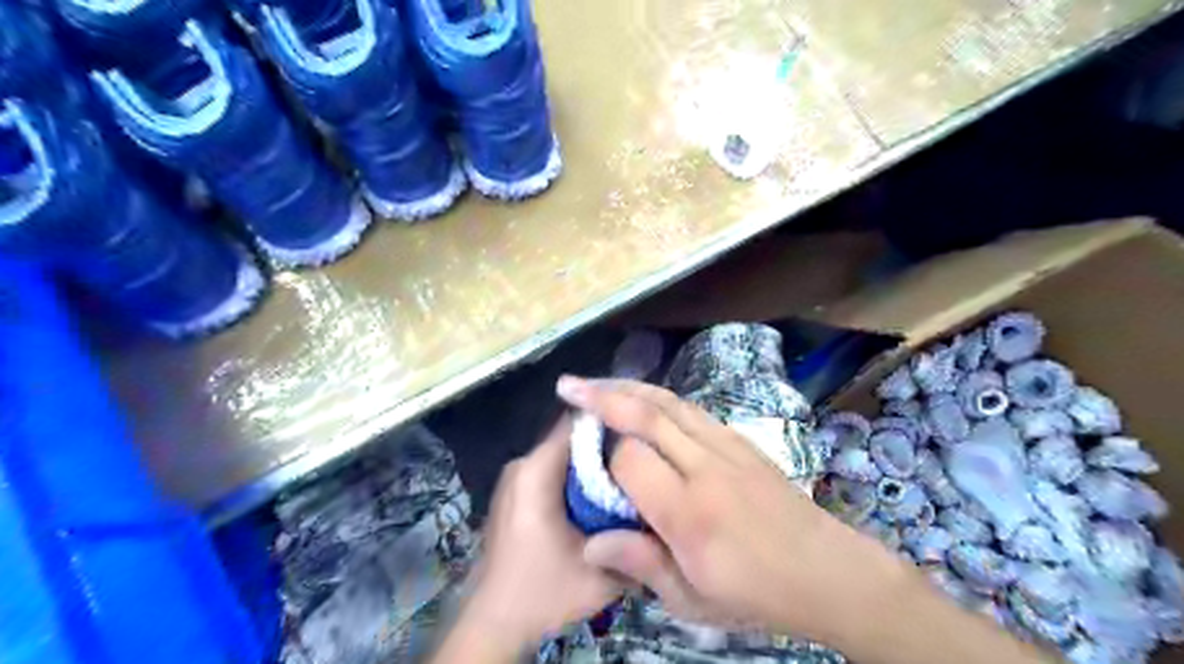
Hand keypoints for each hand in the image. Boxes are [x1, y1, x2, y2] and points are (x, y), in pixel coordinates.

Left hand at [454, 417, 627, 650]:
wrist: (493, 624)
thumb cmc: (544, 593)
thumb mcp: (601, 574)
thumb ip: (634, 539)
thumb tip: (663, 509)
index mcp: (536, 472)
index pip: (577, 424)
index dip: (612, 423)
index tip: (642, 434)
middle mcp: (521, 465)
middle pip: (571, 439)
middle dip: (606, 447)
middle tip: (641, 461)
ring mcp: (514, 478)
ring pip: (562, 456)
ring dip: (592, 465)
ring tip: (626, 478)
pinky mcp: (513, 494)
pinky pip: (551, 471)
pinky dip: (576, 478)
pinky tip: (598, 499)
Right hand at [560, 377, 907, 644]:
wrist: (826, 571)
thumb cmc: (755, 594)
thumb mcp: (693, 601)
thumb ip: (640, 565)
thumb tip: (590, 542)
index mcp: (689, 512)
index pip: (631, 460)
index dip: (605, 459)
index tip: (592, 468)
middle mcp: (706, 467)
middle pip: (647, 415)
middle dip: (603, 395)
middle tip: (569, 385)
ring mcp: (728, 447)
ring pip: (670, 402)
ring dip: (630, 388)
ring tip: (598, 383)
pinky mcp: (741, 440)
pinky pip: (693, 410)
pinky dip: (661, 399)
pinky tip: (645, 401)